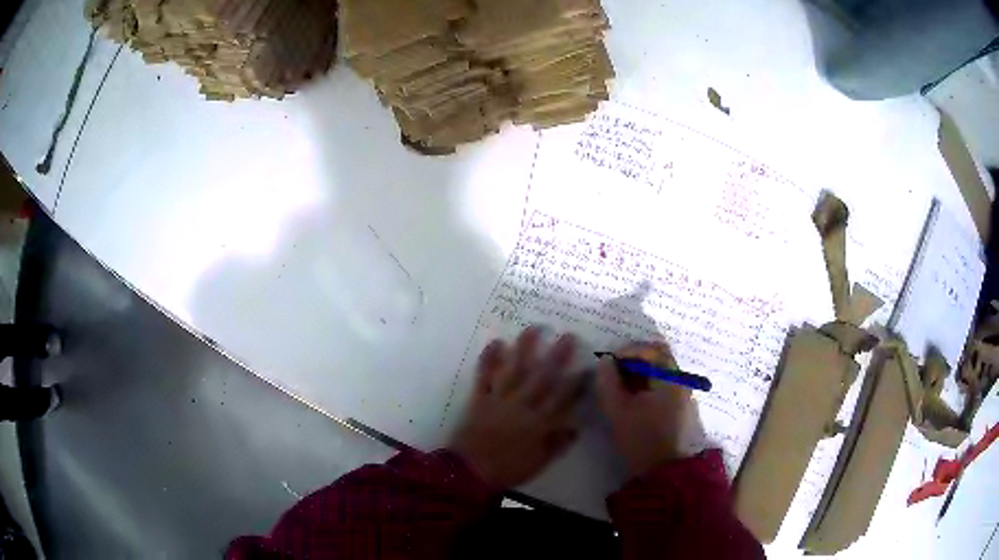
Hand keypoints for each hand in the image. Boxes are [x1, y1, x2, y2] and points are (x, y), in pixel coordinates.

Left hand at [450, 327, 584, 489]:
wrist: (471, 473)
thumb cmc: (508, 469)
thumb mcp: (540, 462)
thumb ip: (558, 443)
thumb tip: (576, 426)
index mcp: (539, 423)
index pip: (563, 398)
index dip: (577, 382)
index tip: (588, 366)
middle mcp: (521, 406)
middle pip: (541, 377)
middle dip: (556, 356)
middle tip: (568, 336)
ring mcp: (499, 400)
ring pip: (514, 370)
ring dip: (524, 348)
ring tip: (533, 328)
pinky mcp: (479, 399)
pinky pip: (484, 376)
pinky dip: (489, 359)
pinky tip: (497, 343)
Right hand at [595, 342, 692, 477]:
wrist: (664, 472)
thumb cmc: (641, 438)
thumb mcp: (617, 410)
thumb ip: (608, 382)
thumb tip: (604, 361)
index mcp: (669, 378)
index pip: (651, 349)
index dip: (627, 350)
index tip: (608, 362)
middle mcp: (681, 380)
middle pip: (659, 356)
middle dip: (634, 359)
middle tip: (613, 370)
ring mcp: (683, 394)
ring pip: (660, 371)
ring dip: (639, 372)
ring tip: (618, 386)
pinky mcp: (680, 407)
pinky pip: (663, 384)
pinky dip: (646, 384)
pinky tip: (631, 399)